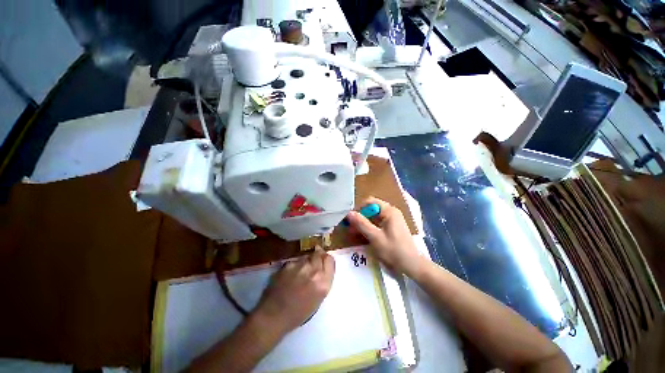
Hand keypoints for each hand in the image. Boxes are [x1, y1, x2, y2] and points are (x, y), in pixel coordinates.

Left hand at [253, 247, 334, 333]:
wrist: (273, 316)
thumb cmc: (298, 313)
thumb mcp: (318, 298)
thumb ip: (323, 280)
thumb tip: (322, 266)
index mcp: (323, 283)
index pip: (330, 260)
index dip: (326, 259)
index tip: (323, 260)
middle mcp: (313, 271)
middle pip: (319, 254)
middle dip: (317, 256)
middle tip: (313, 262)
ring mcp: (300, 266)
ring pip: (307, 256)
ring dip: (306, 261)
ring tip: (300, 272)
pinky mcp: (288, 264)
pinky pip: (295, 260)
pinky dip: (295, 265)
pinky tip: (289, 275)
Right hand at [346, 197, 420, 275]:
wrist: (412, 266)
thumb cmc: (393, 250)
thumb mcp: (375, 237)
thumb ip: (361, 224)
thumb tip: (348, 213)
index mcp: (389, 211)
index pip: (370, 202)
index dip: (358, 209)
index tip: (350, 219)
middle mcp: (391, 212)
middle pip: (371, 209)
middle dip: (360, 218)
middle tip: (350, 228)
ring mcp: (392, 220)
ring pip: (373, 217)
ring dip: (363, 224)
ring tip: (354, 233)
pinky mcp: (392, 228)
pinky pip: (377, 224)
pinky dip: (369, 228)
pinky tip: (363, 236)